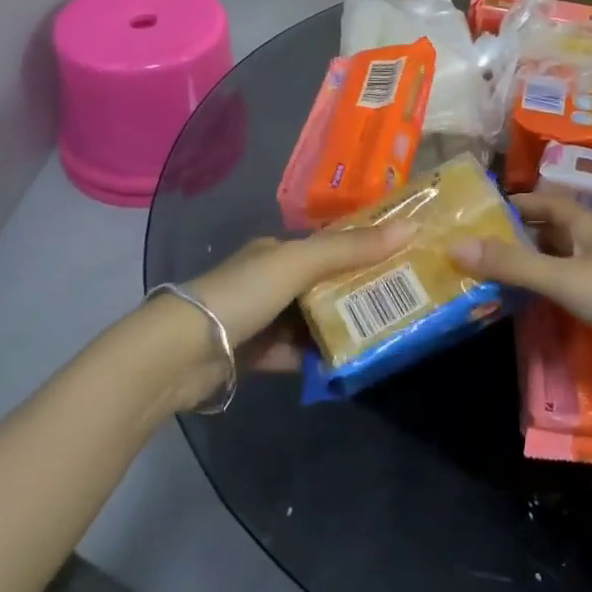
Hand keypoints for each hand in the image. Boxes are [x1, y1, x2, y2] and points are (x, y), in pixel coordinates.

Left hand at [188, 222, 416, 349]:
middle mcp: (269, 280)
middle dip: (356, 291)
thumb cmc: (243, 293)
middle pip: (322, 284)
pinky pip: (295, 354)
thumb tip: (411, 226)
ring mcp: (261, 319)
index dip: (363, 247)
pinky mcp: (254, 355)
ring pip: (310, 320)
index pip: (328, 244)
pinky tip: (345, 365)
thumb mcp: (300, 263)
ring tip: (383, 333)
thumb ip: (351, 248)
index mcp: (277, 250)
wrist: (180, 353)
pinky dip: (316, 359)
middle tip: (401, 301)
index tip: (401, 257)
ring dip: (339, 327)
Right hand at [455, 192, 591, 391]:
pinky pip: (571, 294)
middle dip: (515, 238)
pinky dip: (548, 297)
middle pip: (549, 234)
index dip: (516, 203)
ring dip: (530, 269)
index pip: (545, 204)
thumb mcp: (565, 278)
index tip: (479, 213)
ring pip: (559, 266)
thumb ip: (513, 264)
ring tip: (490, 280)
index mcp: (585, 228)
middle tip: (474, 251)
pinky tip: (529, 311)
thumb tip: (454, 246)